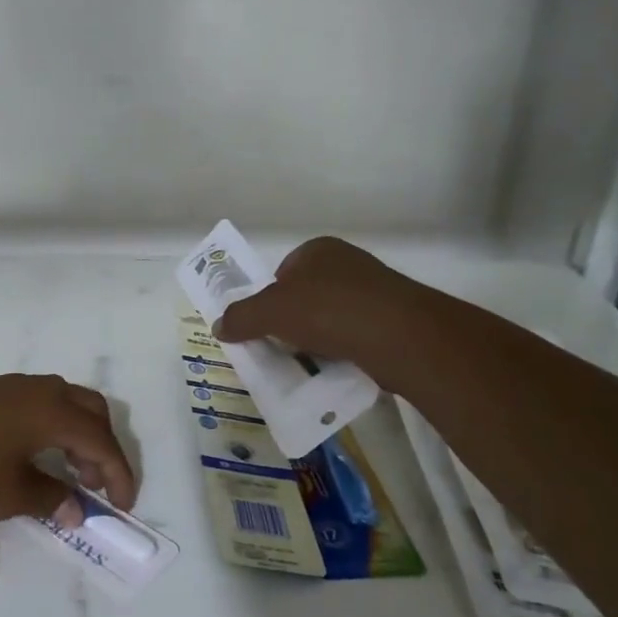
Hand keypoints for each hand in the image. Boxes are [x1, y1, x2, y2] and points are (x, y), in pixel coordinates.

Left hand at [0, 374, 136, 522]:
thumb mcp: (8, 494)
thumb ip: (51, 498)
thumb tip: (76, 509)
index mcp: (51, 410)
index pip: (101, 441)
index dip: (118, 474)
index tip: (122, 506)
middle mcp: (38, 389)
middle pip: (90, 410)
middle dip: (102, 448)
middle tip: (96, 485)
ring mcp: (10, 386)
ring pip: (64, 403)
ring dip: (76, 435)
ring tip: (68, 474)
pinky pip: (38, 404)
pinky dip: (52, 427)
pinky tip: (35, 455)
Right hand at [213, 236, 424, 373]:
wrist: (398, 335)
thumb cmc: (327, 310)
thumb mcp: (270, 312)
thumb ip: (241, 317)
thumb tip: (218, 326)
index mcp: (318, 250)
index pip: (283, 273)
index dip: (270, 300)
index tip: (265, 327)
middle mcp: (348, 263)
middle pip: (307, 296)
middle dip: (294, 322)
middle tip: (284, 347)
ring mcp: (376, 290)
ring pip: (332, 317)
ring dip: (319, 338)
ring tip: (310, 362)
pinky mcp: (395, 319)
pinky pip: (357, 335)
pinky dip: (344, 350)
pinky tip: (338, 367)